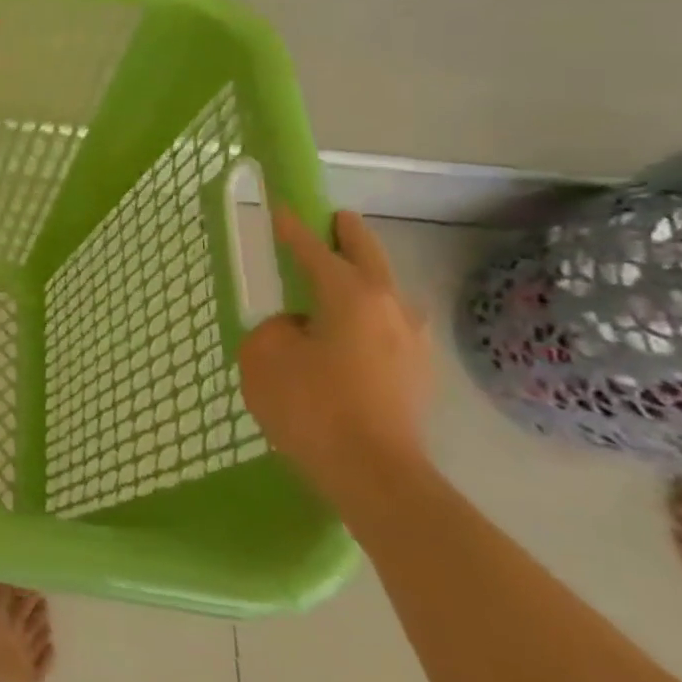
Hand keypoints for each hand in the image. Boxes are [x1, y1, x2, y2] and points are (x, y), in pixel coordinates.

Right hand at [238, 208, 434, 502]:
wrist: (374, 475)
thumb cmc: (311, 406)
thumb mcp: (263, 355)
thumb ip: (274, 328)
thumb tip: (297, 329)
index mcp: (351, 295)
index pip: (315, 248)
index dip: (292, 227)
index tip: (281, 206)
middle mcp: (390, 307)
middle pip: (368, 256)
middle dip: (348, 235)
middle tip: (332, 220)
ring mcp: (412, 341)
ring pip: (384, 292)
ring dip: (363, 278)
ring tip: (335, 281)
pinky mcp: (417, 373)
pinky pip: (386, 325)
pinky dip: (366, 314)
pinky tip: (346, 332)